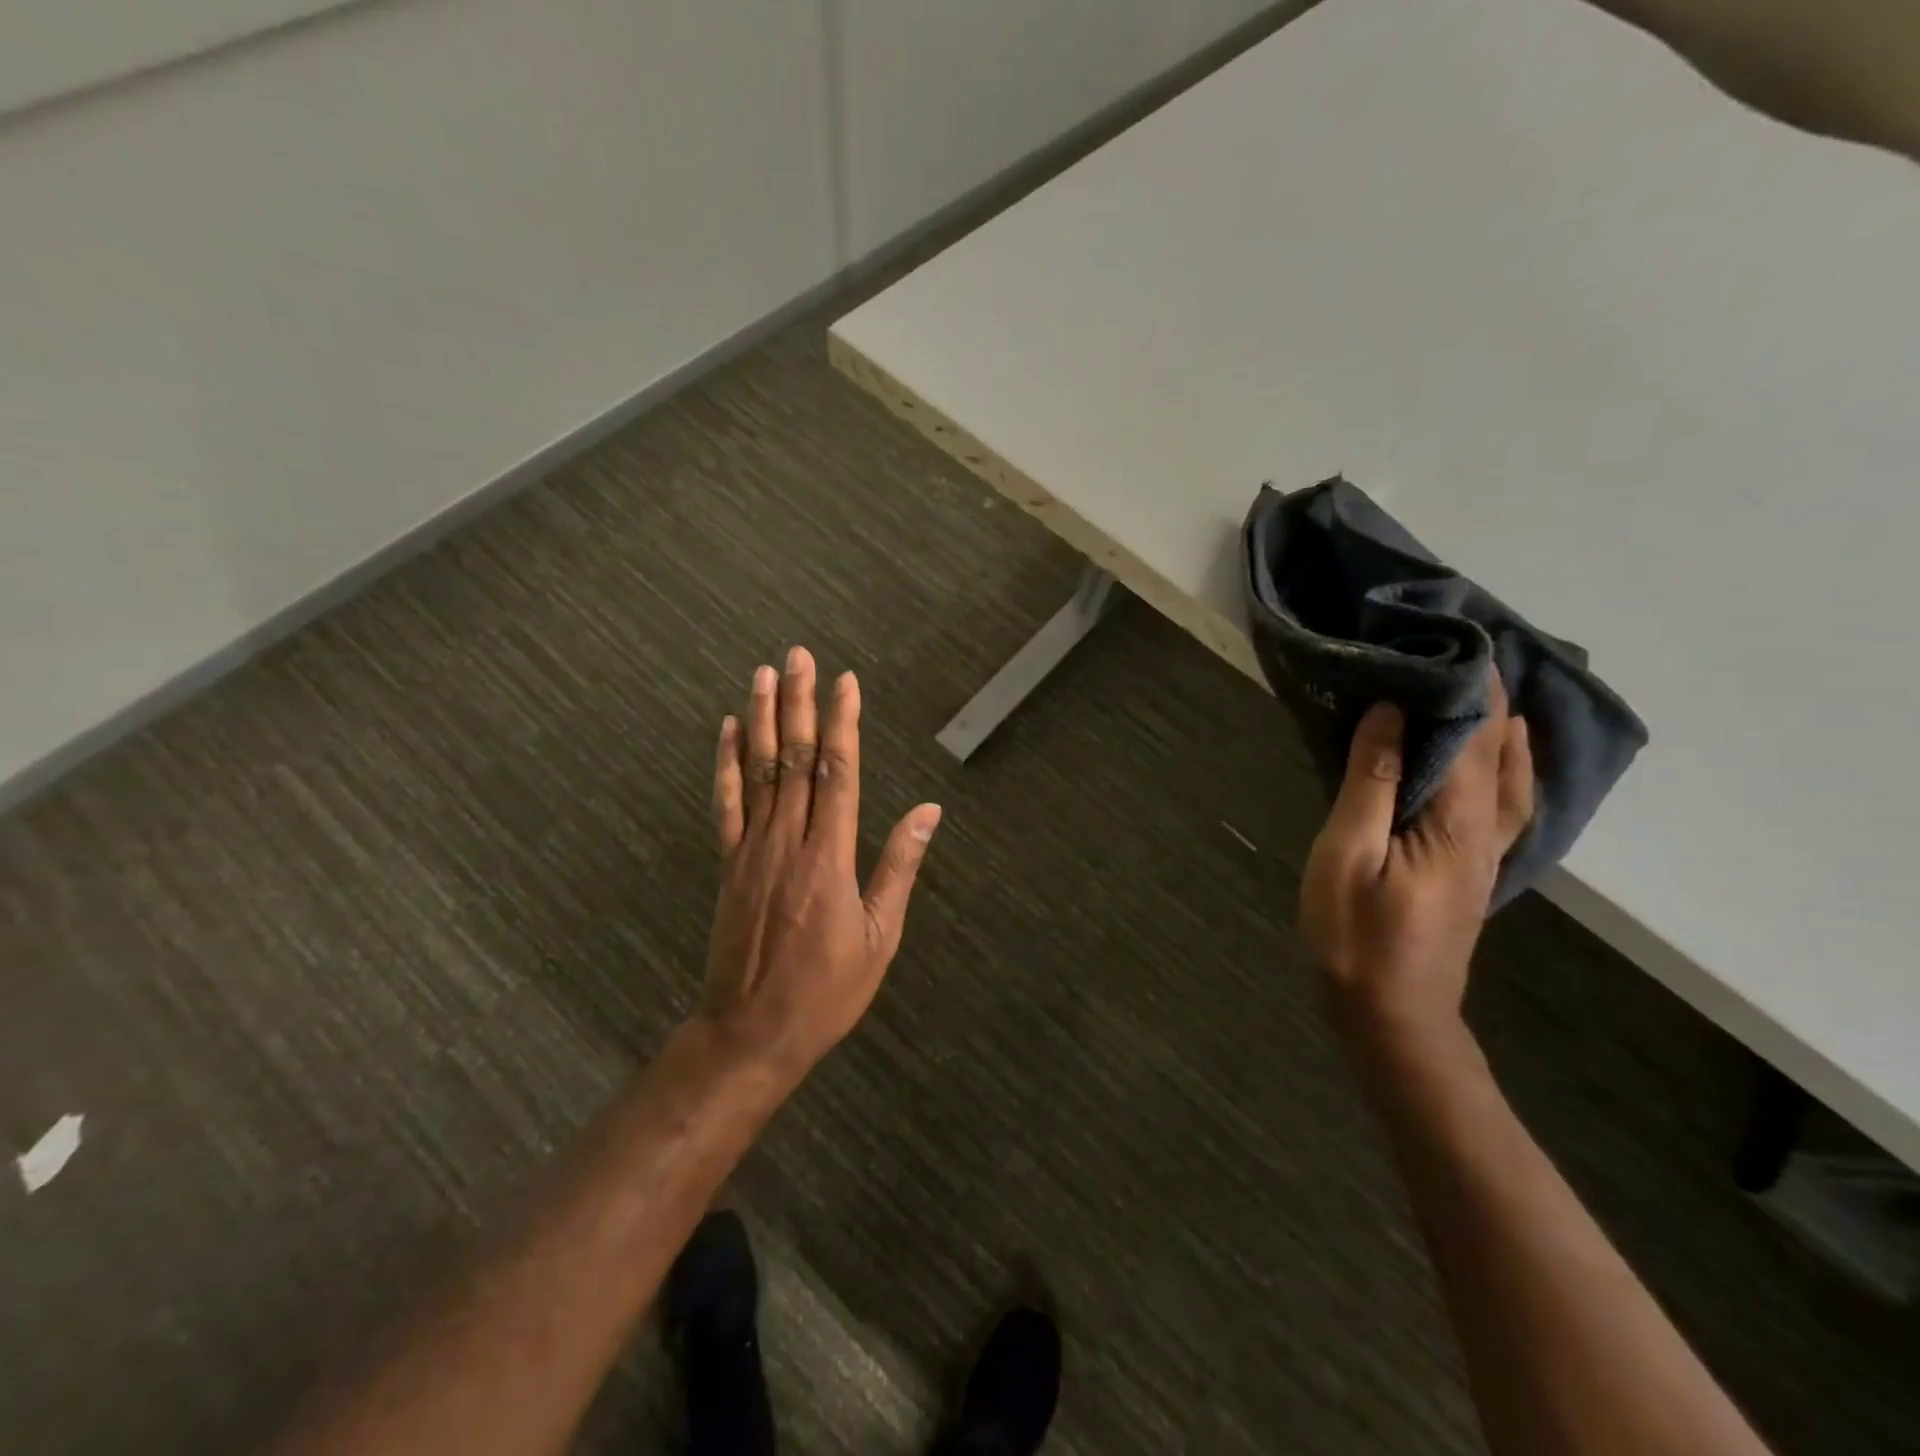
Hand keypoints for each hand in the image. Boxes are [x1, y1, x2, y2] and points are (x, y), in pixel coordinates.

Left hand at [701, 647, 941, 1082]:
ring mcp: (751, 850)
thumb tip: (927, 813)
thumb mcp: (880, 936)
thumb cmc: (826, 990)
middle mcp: (788, 842)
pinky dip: (727, 764)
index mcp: (830, 858)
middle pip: (796, 759)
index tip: (846, 681)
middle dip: (800, 703)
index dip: (843, 723)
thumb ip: (899, 867)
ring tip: (764, 674)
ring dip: (763, 719)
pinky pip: (726, 804)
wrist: (750, 1032)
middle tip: (798, 655)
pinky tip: (730, 731)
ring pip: (759, 771)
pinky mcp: (728, 864)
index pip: (838, 773)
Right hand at [1298, 679, 1532, 1047]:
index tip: (1450, 636)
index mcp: (1457, 820)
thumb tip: (1389, 713)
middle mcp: (1486, 828)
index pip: (1472, 734)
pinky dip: (1505, 764)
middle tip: (1461, 648)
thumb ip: (1371, 783)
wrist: (1393, 1014)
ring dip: (1502, 727)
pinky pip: (1503, 800)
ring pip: (1511, 775)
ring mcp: (1486, 851)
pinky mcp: (1473, 867)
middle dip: (1487, 695)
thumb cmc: (1358, 935)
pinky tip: (1496, 759)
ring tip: (1487, 690)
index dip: (1466, 684)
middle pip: (1500, 748)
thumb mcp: (1348, 855)